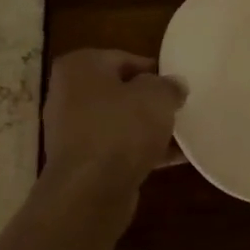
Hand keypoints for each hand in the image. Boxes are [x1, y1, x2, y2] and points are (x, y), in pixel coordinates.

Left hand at [42, 50, 185, 194]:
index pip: (122, 58)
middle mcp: (68, 95)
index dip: (153, 70)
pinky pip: (117, 150)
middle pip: (119, 92)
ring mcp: (71, 132)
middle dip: (148, 102)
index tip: (176, 85)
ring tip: (181, 135)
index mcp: (79, 67)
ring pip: (118, 123)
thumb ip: (168, 86)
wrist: (90, 190)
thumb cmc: (120, 129)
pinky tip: (173, 159)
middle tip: (178, 109)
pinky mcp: (81, 163)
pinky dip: (141, 152)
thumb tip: (173, 86)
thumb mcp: (156, 96)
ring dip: (147, 129)